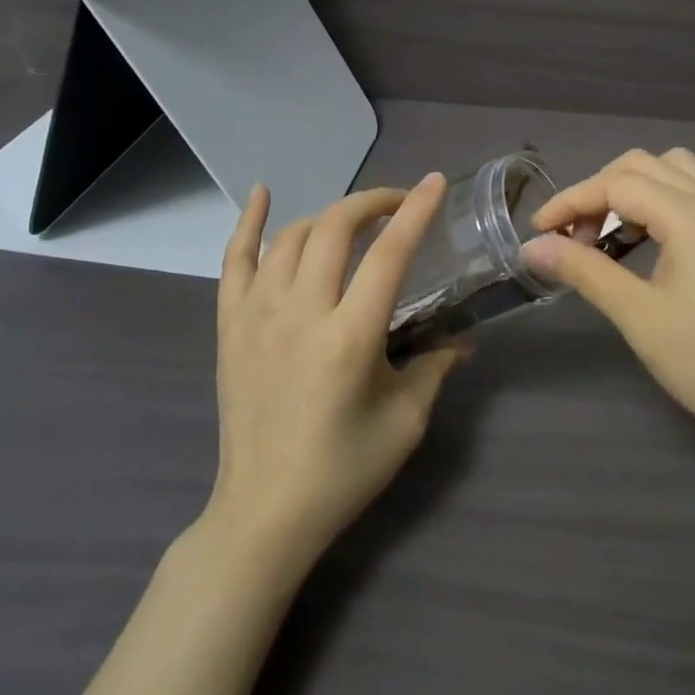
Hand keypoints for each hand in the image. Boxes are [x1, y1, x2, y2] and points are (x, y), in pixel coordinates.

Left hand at [207, 175, 464, 566]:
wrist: (264, 512)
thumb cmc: (344, 470)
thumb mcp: (406, 421)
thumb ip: (436, 367)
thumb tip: (465, 340)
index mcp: (350, 338)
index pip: (389, 254)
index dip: (415, 211)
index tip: (435, 182)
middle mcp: (300, 314)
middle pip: (335, 229)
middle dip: (371, 203)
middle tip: (398, 205)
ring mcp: (257, 316)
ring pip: (292, 237)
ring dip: (329, 216)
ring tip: (355, 222)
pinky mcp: (229, 326)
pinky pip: (234, 260)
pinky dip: (248, 222)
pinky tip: (262, 193)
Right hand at [523, 150, 694, 465]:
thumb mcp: (638, 316)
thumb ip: (585, 271)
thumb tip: (532, 247)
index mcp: (692, 216)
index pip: (617, 184)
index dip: (571, 201)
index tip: (538, 232)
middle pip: (642, 165)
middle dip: (598, 191)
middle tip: (573, 237)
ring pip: (671, 171)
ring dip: (630, 190)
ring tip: (605, 235)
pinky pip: (691, 192)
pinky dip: (657, 201)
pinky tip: (643, 241)